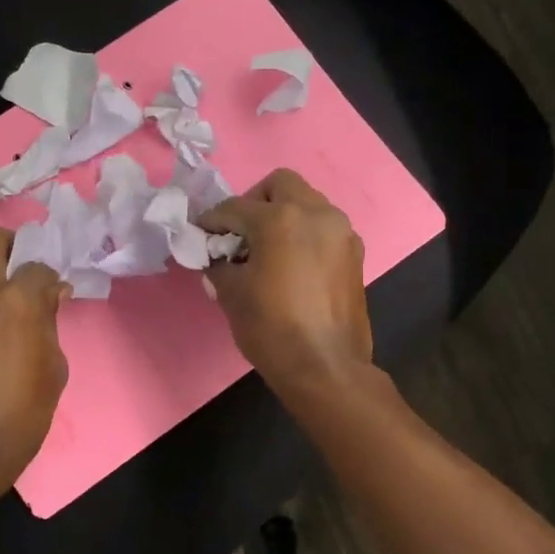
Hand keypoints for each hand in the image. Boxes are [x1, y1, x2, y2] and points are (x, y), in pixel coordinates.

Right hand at [198, 170, 372, 396]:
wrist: (325, 368)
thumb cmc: (272, 328)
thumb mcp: (232, 294)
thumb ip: (219, 265)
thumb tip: (216, 258)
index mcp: (281, 219)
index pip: (235, 207)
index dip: (212, 220)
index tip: (200, 233)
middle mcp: (316, 214)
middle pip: (280, 185)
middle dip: (255, 202)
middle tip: (240, 232)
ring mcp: (341, 232)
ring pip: (307, 203)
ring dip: (283, 215)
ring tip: (266, 248)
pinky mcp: (354, 254)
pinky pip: (324, 228)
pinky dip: (304, 234)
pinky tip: (291, 264)